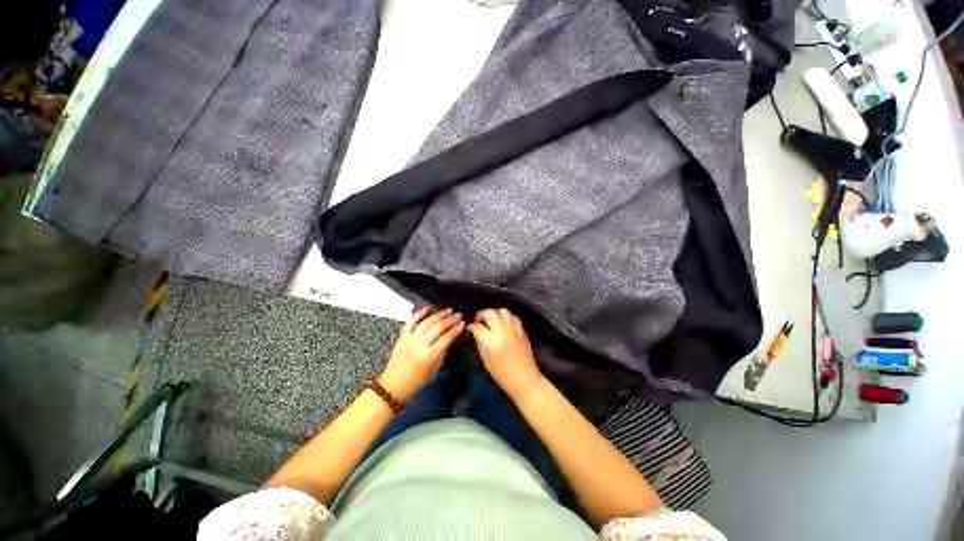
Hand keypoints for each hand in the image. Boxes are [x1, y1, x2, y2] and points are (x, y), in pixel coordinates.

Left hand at [379, 307, 463, 402]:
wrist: (393, 385)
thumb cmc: (416, 381)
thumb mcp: (434, 370)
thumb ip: (442, 353)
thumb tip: (448, 339)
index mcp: (430, 355)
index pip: (446, 337)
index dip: (456, 329)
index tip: (462, 323)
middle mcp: (420, 344)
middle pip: (438, 327)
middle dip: (450, 319)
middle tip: (458, 315)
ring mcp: (410, 339)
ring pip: (426, 322)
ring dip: (438, 315)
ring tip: (448, 310)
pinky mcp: (402, 337)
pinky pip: (410, 322)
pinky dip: (418, 313)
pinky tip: (427, 308)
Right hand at [468, 308, 544, 398]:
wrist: (524, 379)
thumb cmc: (502, 374)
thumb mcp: (486, 360)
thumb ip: (480, 343)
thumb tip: (475, 332)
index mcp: (490, 341)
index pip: (477, 326)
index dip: (471, 326)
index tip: (470, 327)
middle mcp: (502, 331)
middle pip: (490, 313)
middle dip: (482, 314)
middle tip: (479, 320)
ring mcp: (513, 329)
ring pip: (503, 311)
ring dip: (495, 314)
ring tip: (493, 321)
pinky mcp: (522, 330)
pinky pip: (513, 317)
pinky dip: (507, 318)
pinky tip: (505, 325)